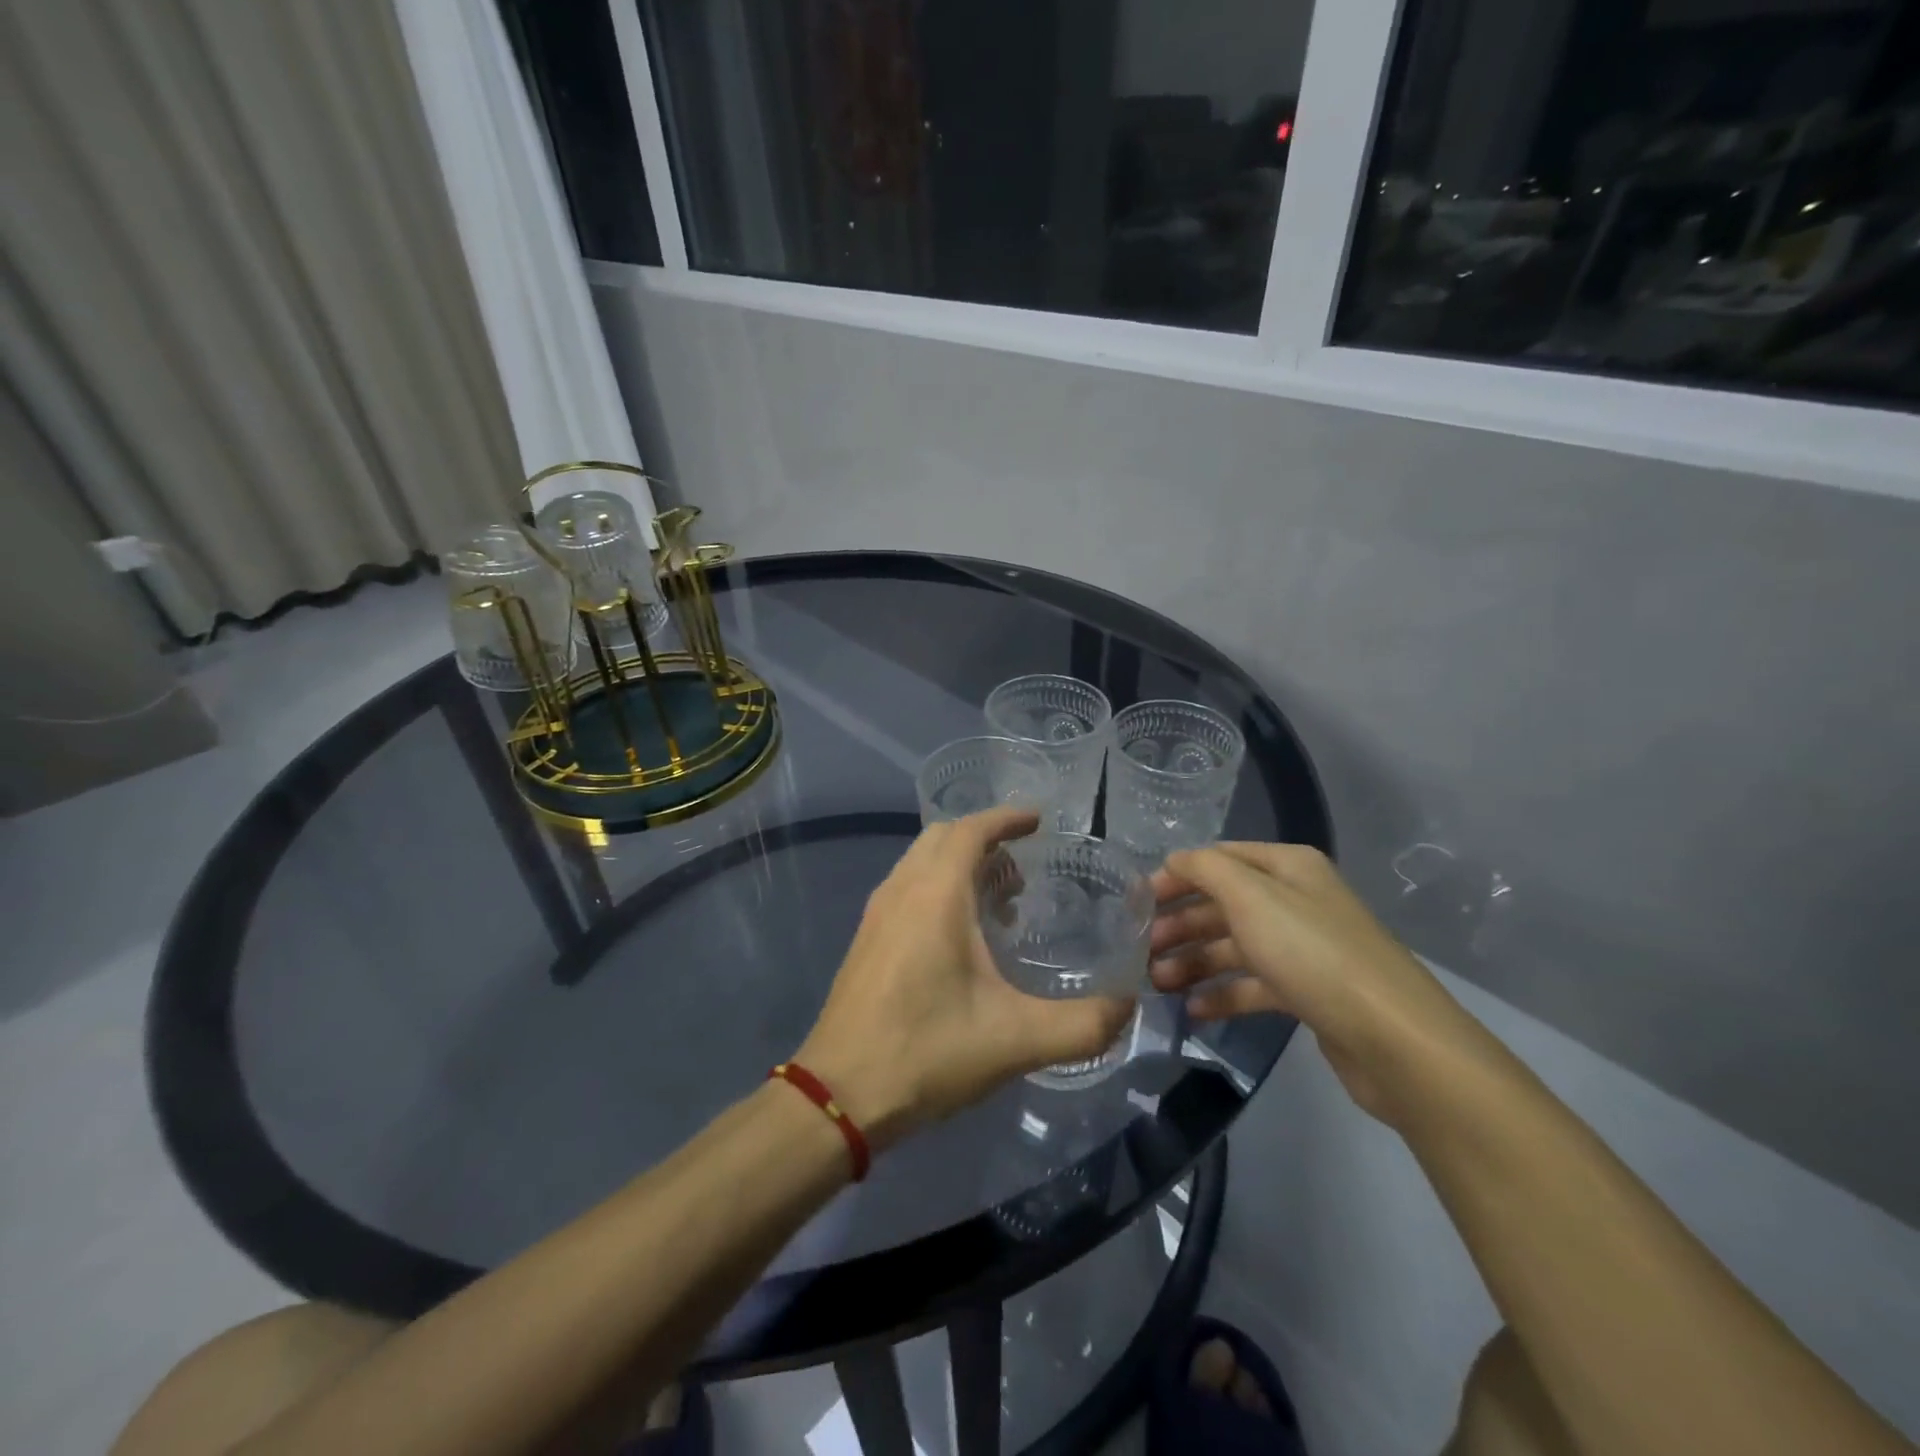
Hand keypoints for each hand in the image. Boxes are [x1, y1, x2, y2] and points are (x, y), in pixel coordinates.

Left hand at [797, 808, 1134, 1148]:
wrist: (839, 1095)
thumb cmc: (927, 1053)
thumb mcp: (1016, 1041)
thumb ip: (1083, 1025)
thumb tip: (1128, 1006)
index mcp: (935, 896)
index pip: (971, 830)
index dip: (1006, 818)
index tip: (1038, 821)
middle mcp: (901, 890)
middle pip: (943, 837)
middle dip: (985, 840)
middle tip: (1022, 872)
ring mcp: (877, 913)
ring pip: (921, 862)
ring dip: (960, 865)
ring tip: (1000, 905)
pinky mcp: (866, 939)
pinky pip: (907, 887)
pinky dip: (938, 886)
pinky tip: (961, 939)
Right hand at [1149, 843, 1494, 1124]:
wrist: (1392, 1038)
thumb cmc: (1312, 953)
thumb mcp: (1251, 897)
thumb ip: (1205, 870)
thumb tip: (1175, 861)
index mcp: (1287, 867)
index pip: (1218, 860)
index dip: (1176, 877)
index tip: (1137, 903)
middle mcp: (1295, 900)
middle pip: (1224, 904)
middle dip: (1180, 925)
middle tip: (1141, 951)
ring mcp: (1303, 948)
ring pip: (1235, 947)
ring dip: (1194, 962)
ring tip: (1158, 985)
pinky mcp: (1308, 992)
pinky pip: (1254, 985)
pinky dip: (1223, 993)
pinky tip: (1194, 1010)